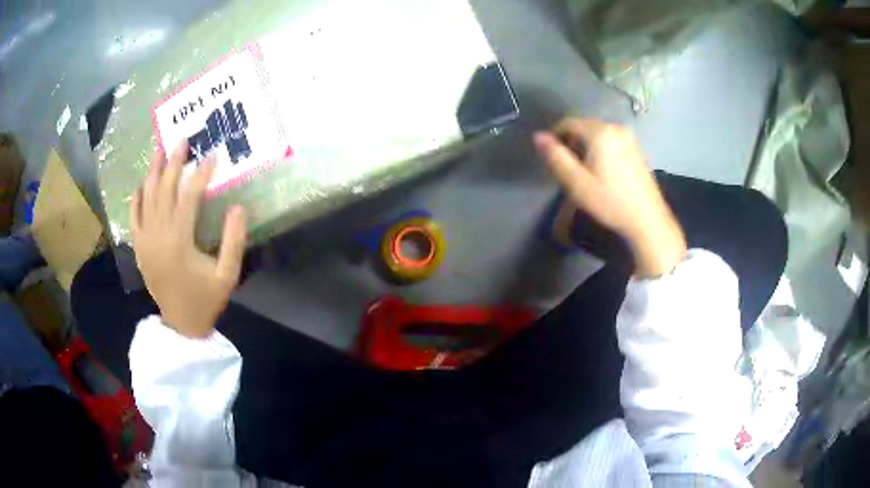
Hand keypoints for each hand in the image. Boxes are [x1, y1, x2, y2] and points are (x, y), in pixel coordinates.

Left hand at [130, 142, 246, 337]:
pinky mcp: (139, 248)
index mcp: (180, 241)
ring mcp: (145, 241)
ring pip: (146, 199)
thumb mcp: (228, 275)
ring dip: (153, 172)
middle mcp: (158, 235)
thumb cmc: (206, 300)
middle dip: (173, 163)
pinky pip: (134, 217)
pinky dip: (136, 198)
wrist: (181, 325)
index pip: (189, 196)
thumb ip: (234, 241)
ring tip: (159, 150)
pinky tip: (141, 183)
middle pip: (164, 190)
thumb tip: (239, 208)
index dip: (201, 174)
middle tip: (181, 140)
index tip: (212, 156)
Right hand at [533, 118, 685, 276]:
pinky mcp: (636, 147)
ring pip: (597, 133)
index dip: (555, 137)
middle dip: (571, 141)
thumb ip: (556, 157)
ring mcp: (628, 137)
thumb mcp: (577, 183)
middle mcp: (615, 127)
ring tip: (584, 171)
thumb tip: (538, 136)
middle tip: (568, 168)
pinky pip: (610, 139)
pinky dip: (600, 148)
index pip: (568, 122)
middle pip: (583, 126)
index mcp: (599, 132)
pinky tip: (602, 171)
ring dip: (585, 145)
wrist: (647, 219)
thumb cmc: (610, 202)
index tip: (552, 158)